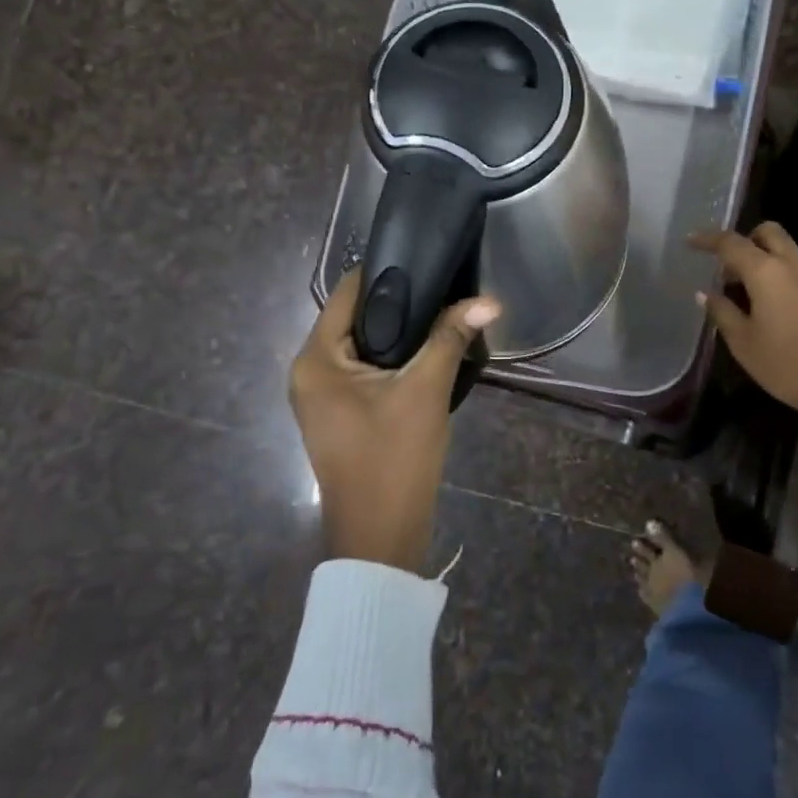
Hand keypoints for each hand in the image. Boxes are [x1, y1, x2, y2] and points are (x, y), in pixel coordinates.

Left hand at [290, 270, 499, 571]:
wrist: (381, 536)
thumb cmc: (394, 459)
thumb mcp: (425, 391)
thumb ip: (451, 337)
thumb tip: (489, 299)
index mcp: (315, 359)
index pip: (347, 292)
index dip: (386, 273)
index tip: (427, 260)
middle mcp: (308, 372)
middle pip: (355, 318)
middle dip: (399, 304)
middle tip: (444, 288)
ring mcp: (321, 397)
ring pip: (362, 346)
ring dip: (400, 334)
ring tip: (443, 315)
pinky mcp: (339, 415)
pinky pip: (364, 371)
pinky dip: (393, 360)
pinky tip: (428, 354)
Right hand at [690, 222, 797, 432]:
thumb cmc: (786, 366)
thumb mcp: (743, 343)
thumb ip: (722, 312)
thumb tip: (705, 293)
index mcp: (767, 273)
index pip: (731, 243)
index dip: (708, 239)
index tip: (691, 241)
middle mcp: (797, 266)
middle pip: (770, 233)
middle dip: (747, 239)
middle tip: (731, 267)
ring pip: (793, 255)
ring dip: (771, 264)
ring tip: (755, 295)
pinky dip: (792, 285)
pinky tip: (788, 316)